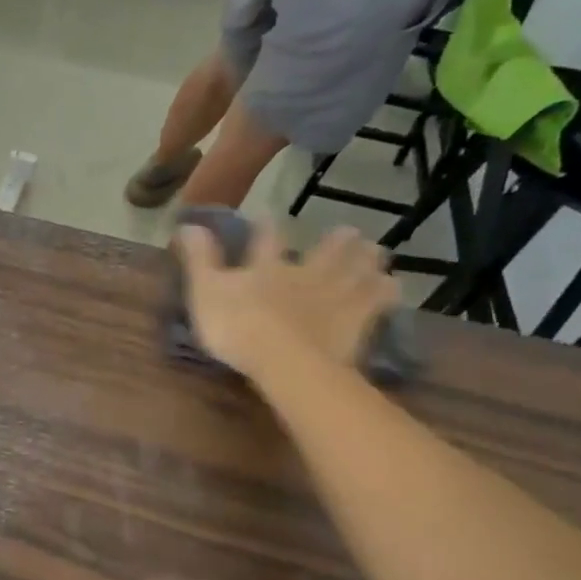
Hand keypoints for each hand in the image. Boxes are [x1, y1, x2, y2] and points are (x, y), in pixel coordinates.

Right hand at [175, 223, 399, 382]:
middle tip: (348, 233)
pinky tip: (393, 287)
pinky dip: (386, 292)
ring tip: (377, 253)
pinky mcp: (358, 321)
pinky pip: (379, 301)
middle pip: (327, 251)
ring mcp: (336, 296)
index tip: (267, 217)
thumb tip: (187, 224)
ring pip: (358, 269)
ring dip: (368, 260)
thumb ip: (199, 259)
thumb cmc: (238, 328)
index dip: (266, 226)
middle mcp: (305, 274)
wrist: (285, 361)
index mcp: (267, 267)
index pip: (267, 238)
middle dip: (337, 241)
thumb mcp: (205, 293)